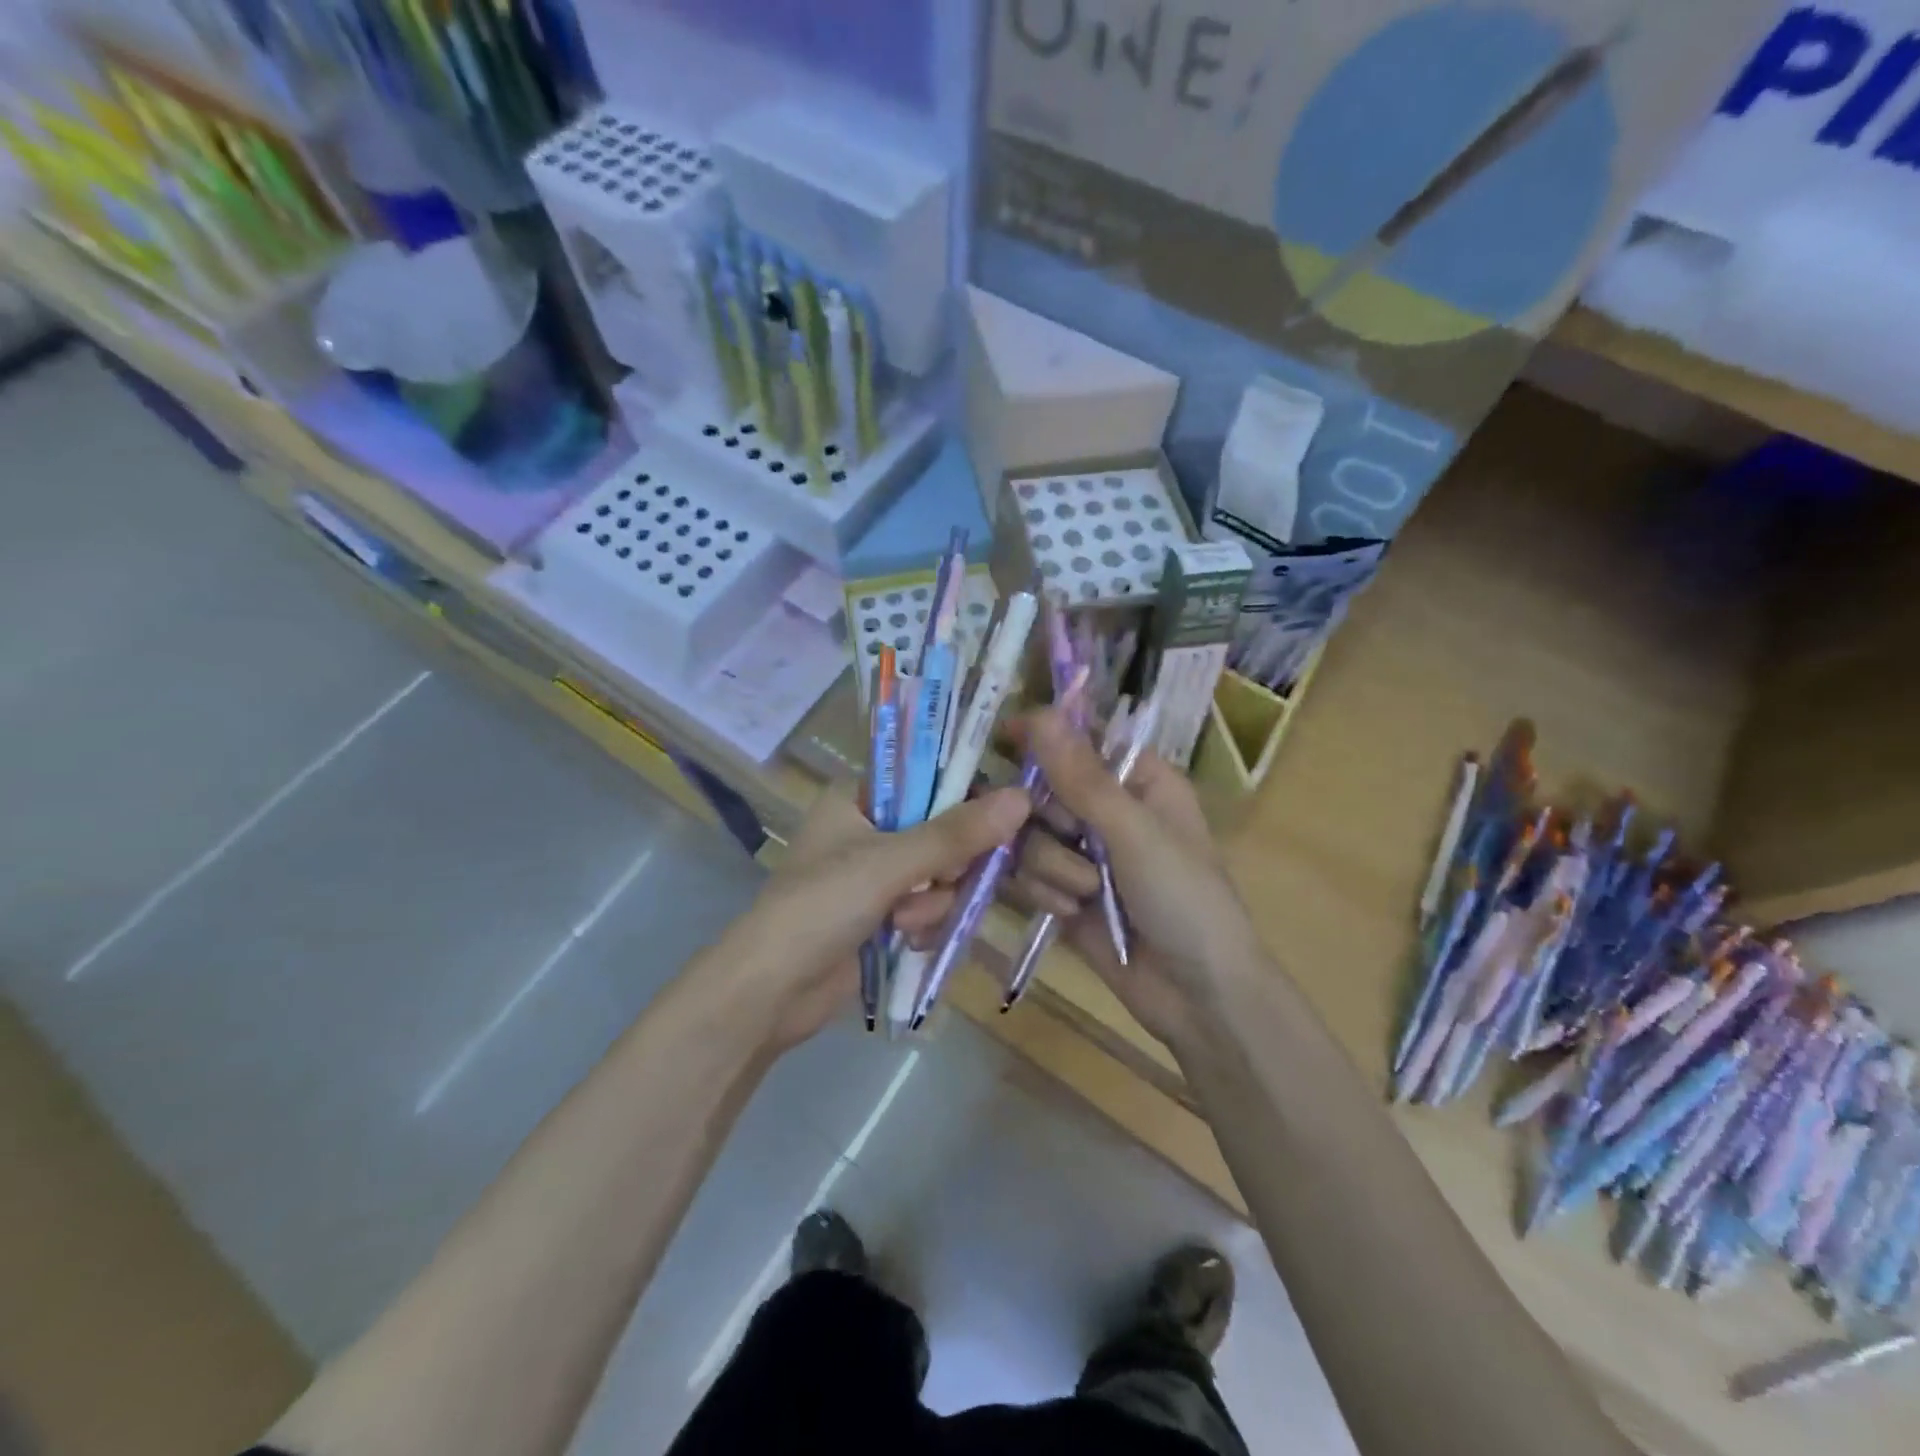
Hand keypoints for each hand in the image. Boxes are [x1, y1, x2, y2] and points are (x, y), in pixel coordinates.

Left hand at [722, 781, 1032, 1047]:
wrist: (771, 991)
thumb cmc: (821, 906)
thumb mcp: (889, 863)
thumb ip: (955, 835)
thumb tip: (1021, 799)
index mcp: (858, 798)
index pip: (927, 779)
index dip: (960, 799)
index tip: (985, 825)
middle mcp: (868, 830)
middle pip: (941, 831)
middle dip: (944, 866)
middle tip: (937, 881)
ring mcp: (875, 876)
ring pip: (940, 875)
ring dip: (931, 902)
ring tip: (901, 920)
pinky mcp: (882, 915)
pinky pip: (929, 907)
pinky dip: (924, 923)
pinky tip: (906, 938)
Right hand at [1008, 710, 1263, 1046]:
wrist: (1198, 997)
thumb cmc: (1184, 899)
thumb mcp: (1135, 832)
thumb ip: (1082, 777)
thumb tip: (1040, 713)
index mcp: (1139, 780)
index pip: (1080, 738)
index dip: (1043, 735)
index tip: (1003, 736)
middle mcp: (1108, 810)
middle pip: (1042, 788)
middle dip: (1050, 820)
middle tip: (1073, 837)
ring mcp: (1084, 853)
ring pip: (1029, 836)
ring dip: (1052, 867)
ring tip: (1087, 894)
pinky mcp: (1065, 892)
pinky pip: (1027, 875)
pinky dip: (1046, 894)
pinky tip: (1073, 914)